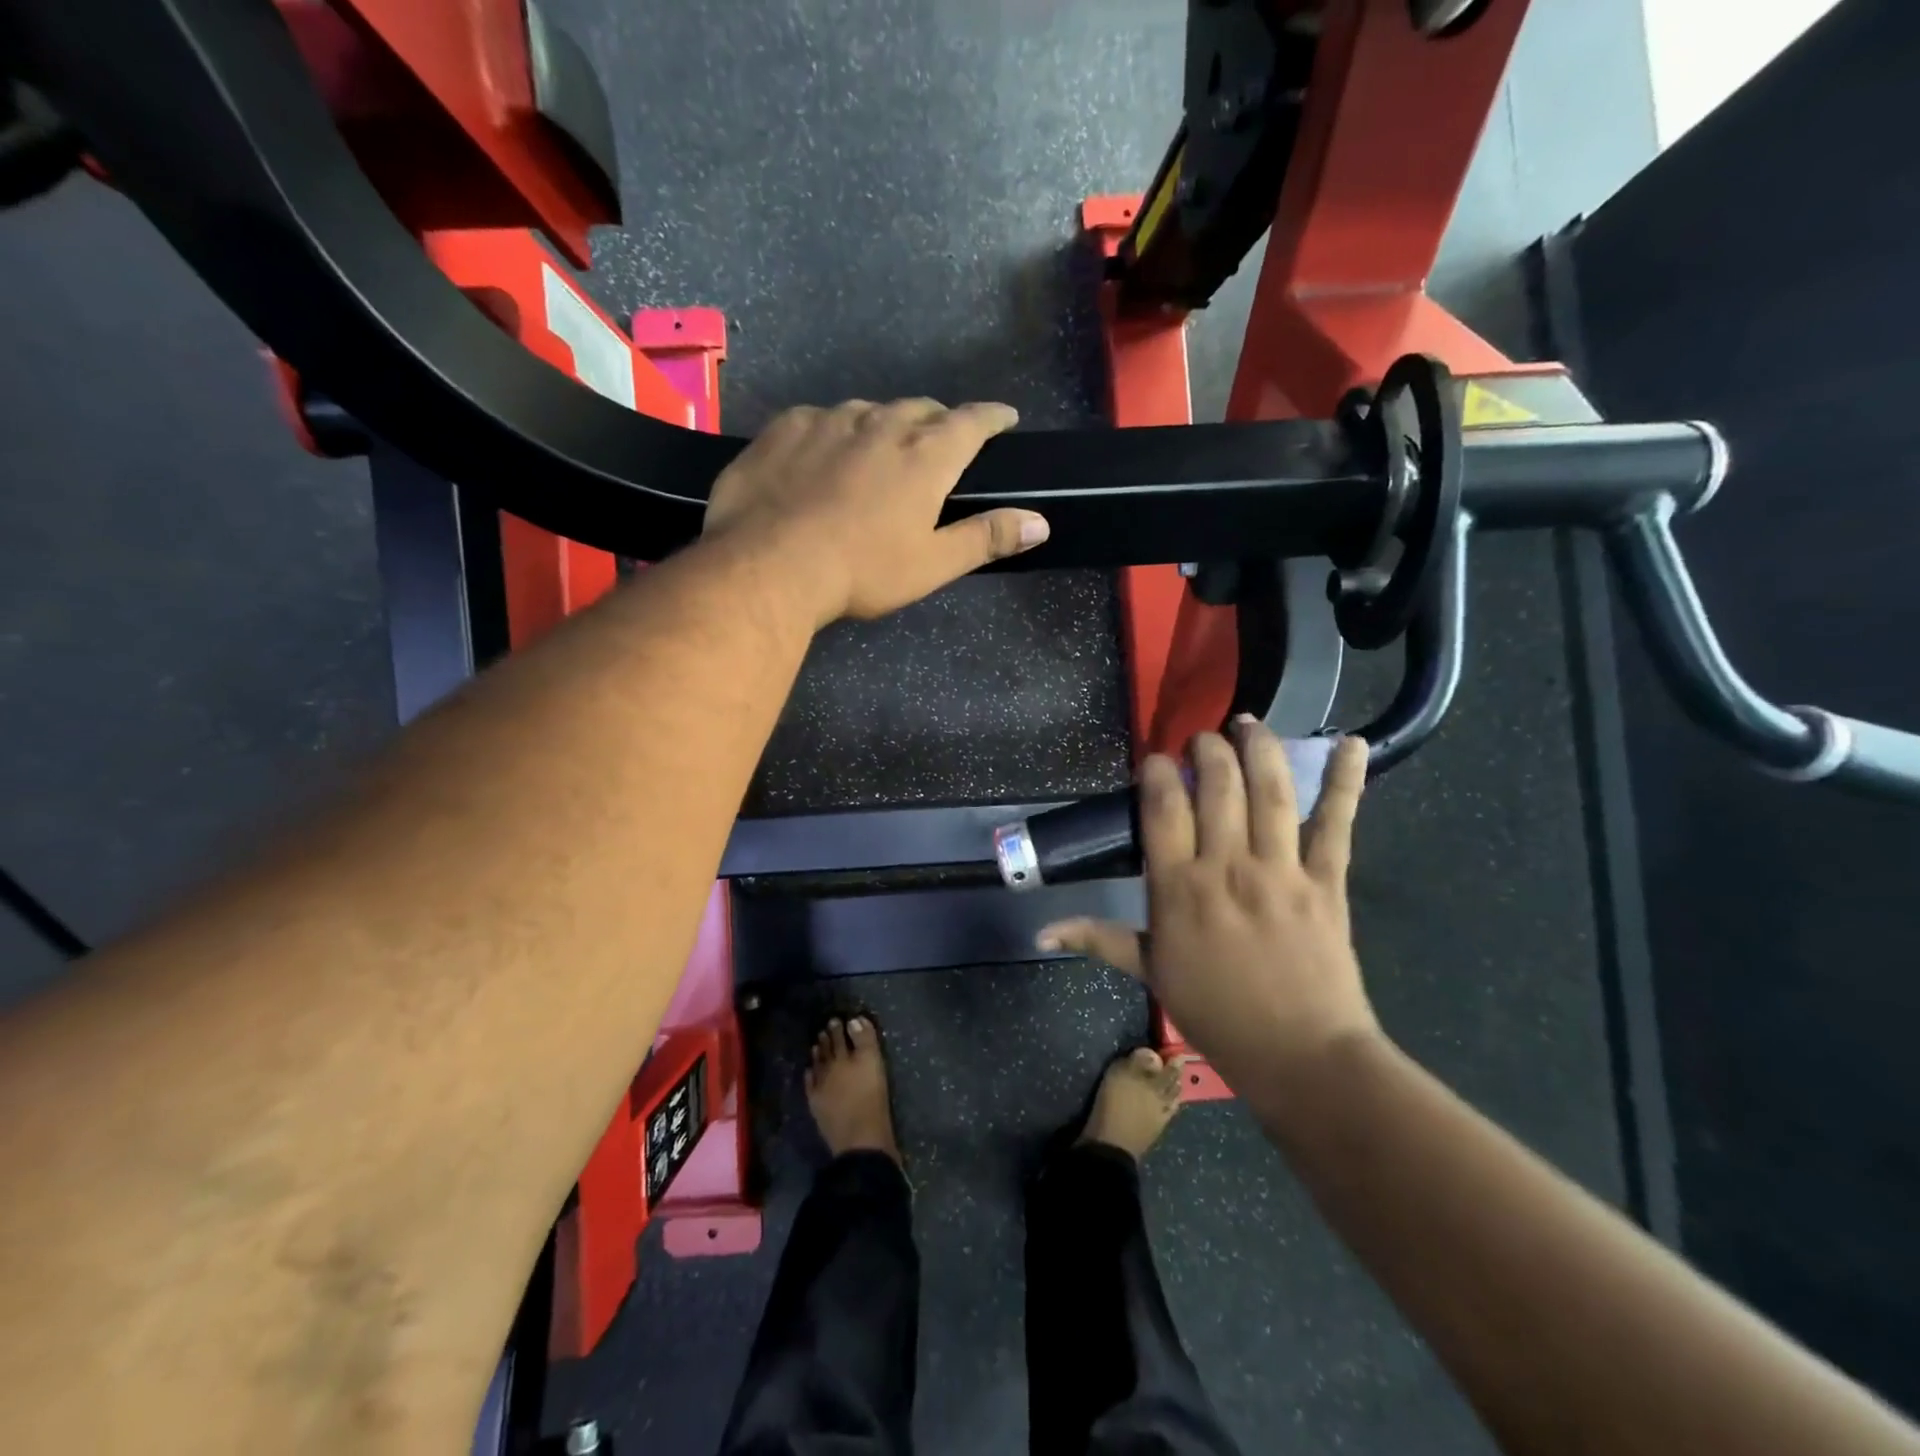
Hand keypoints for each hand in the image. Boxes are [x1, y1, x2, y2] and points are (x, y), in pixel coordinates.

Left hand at [702, 398, 1048, 625]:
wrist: (769, 564)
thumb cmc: (861, 571)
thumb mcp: (932, 564)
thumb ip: (987, 538)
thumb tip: (1040, 522)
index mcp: (926, 455)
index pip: (972, 421)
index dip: (992, 417)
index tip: (1004, 417)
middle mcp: (882, 423)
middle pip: (921, 409)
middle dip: (938, 421)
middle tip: (939, 442)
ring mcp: (830, 419)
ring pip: (870, 411)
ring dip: (884, 426)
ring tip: (878, 451)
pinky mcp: (786, 426)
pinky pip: (821, 419)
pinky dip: (834, 432)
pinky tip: (823, 456)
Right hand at [1039, 722, 1380, 1100]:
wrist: (1301, 1057)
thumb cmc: (1217, 1014)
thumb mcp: (1151, 973)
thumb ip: (1098, 939)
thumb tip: (1041, 930)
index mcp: (1178, 888)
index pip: (1162, 807)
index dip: (1155, 771)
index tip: (1154, 759)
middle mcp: (1226, 866)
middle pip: (1215, 785)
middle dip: (1206, 749)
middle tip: (1202, 738)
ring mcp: (1280, 870)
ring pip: (1269, 792)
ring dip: (1258, 747)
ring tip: (1248, 722)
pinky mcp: (1326, 880)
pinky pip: (1337, 823)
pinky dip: (1345, 780)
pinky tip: (1350, 742)